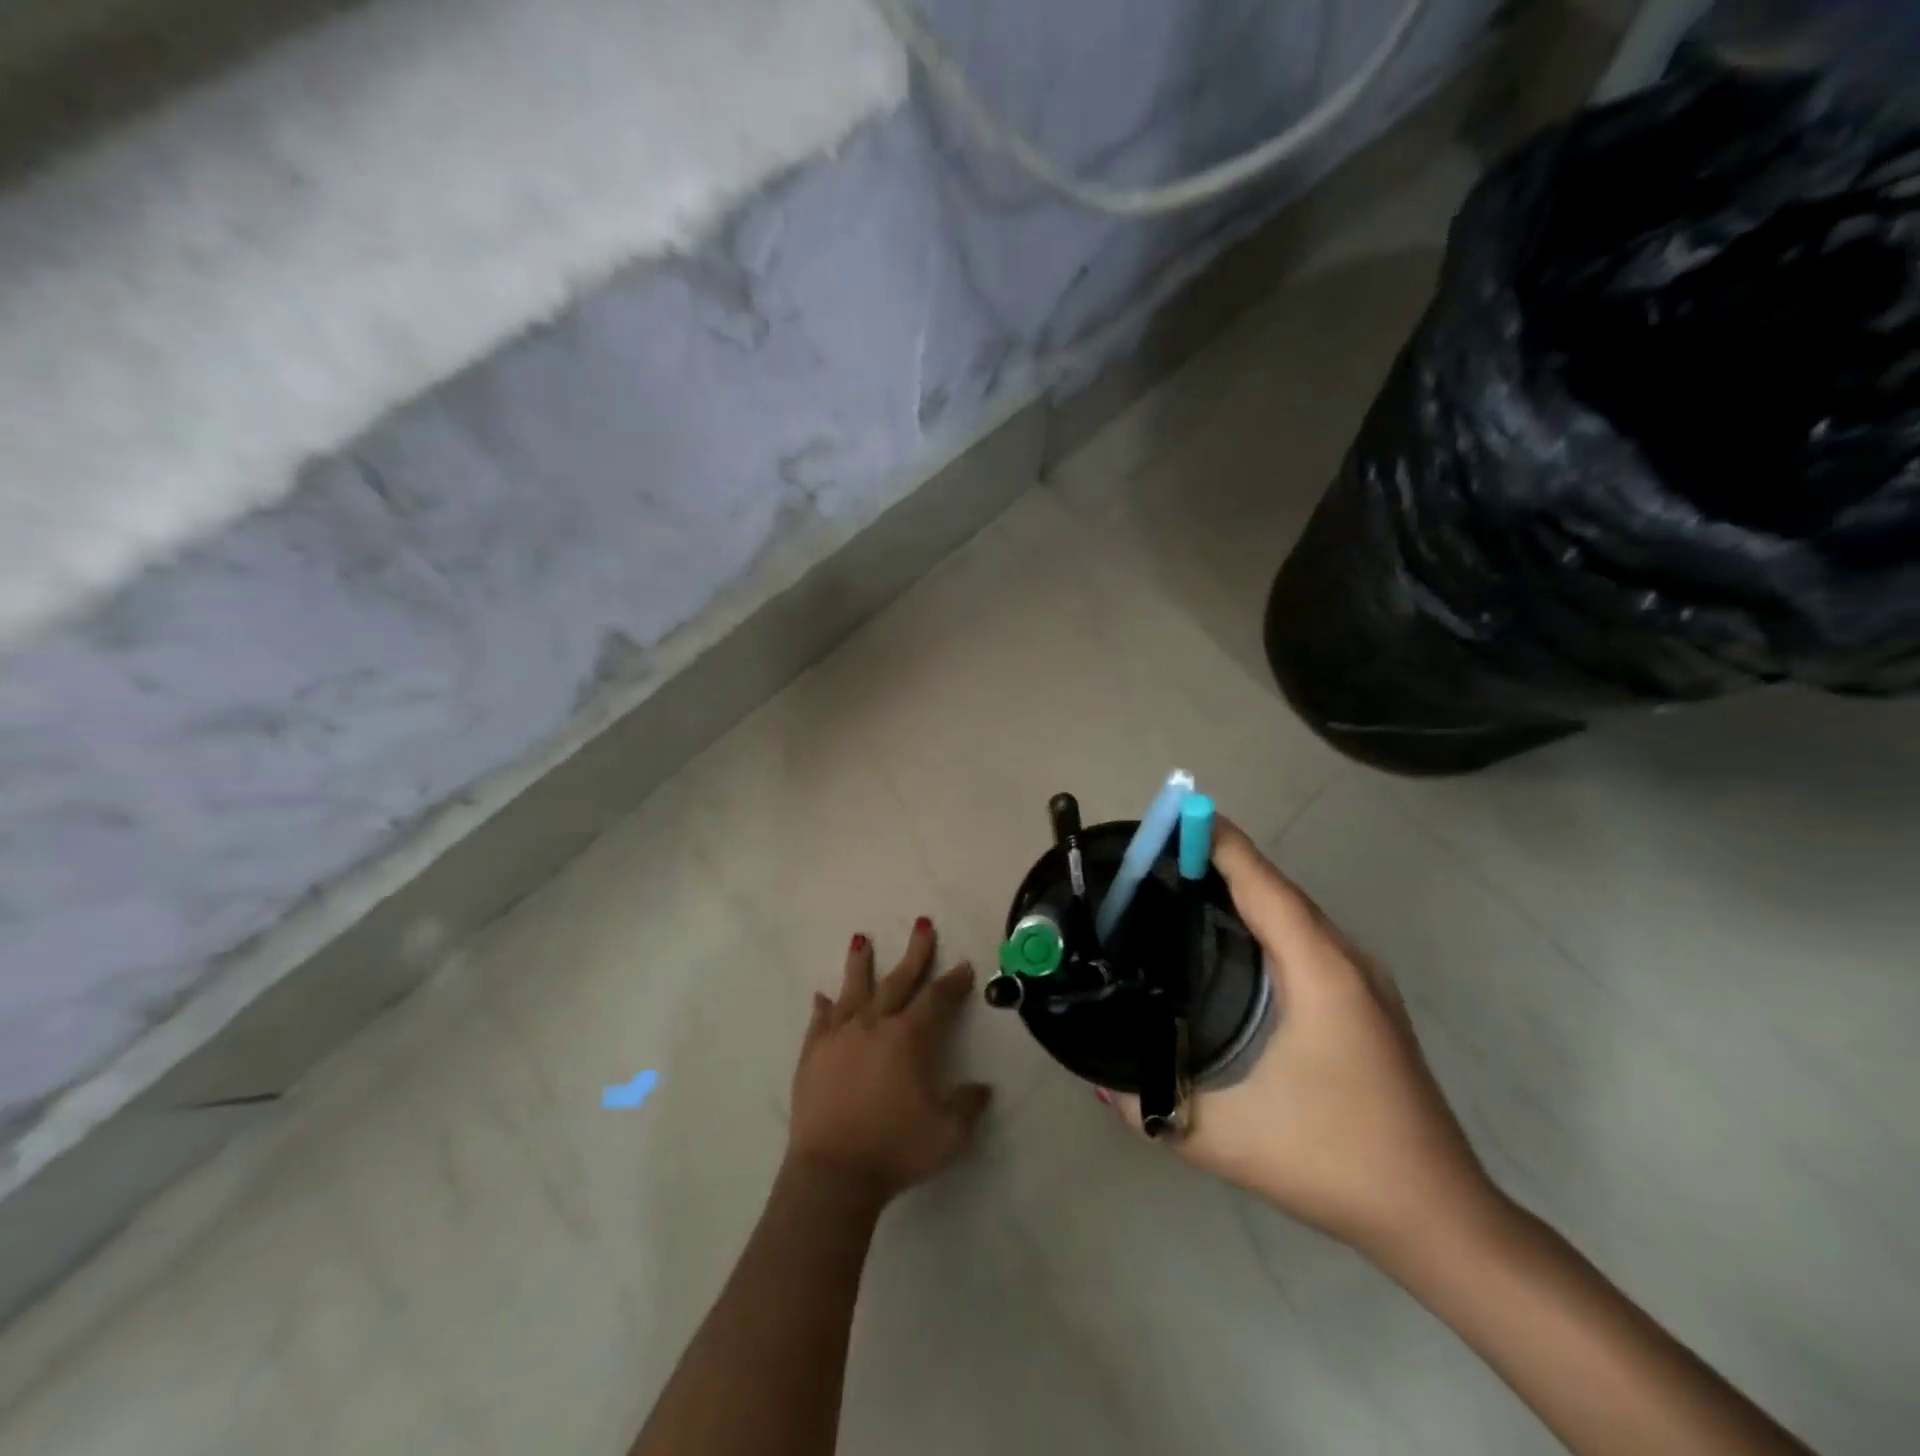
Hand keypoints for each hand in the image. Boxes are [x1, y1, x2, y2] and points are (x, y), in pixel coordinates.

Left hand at [787, 917, 992, 1205]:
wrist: (833, 1174)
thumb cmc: (895, 1150)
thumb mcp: (948, 1134)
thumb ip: (968, 1106)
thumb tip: (981, 1088)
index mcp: (909, 1038)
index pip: (937, 999)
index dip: (953, 981)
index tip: (963, 965)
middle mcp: (874, 1025)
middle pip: (898, 980)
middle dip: (915, 952)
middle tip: (923, 924)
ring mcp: (840, 1037)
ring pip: (853, 990)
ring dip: (860, 964)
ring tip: (860, 940)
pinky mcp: (813, 1054)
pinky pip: (820, 1022)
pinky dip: (823, 1008)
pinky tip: (822, 996)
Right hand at [1103, 820, 1499, 1264]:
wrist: (1439, 1218)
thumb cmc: (1334, 1161)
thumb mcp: (1225, 1136)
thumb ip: (1150, 1104)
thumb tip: (1096, 1076)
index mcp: (1319, 970)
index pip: (1261, 882)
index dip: (1214, 841)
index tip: (1163, 821)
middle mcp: (1345, 959)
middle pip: (1274, 888)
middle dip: (1214, 864)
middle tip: (1149, 865)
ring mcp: (1362, 979)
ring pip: (1291, 913)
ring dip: (1239, 894)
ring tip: (1176, 896)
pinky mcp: (1365, 1000)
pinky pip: (1303, 939)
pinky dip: (1262, 923)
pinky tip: (1226, 949)